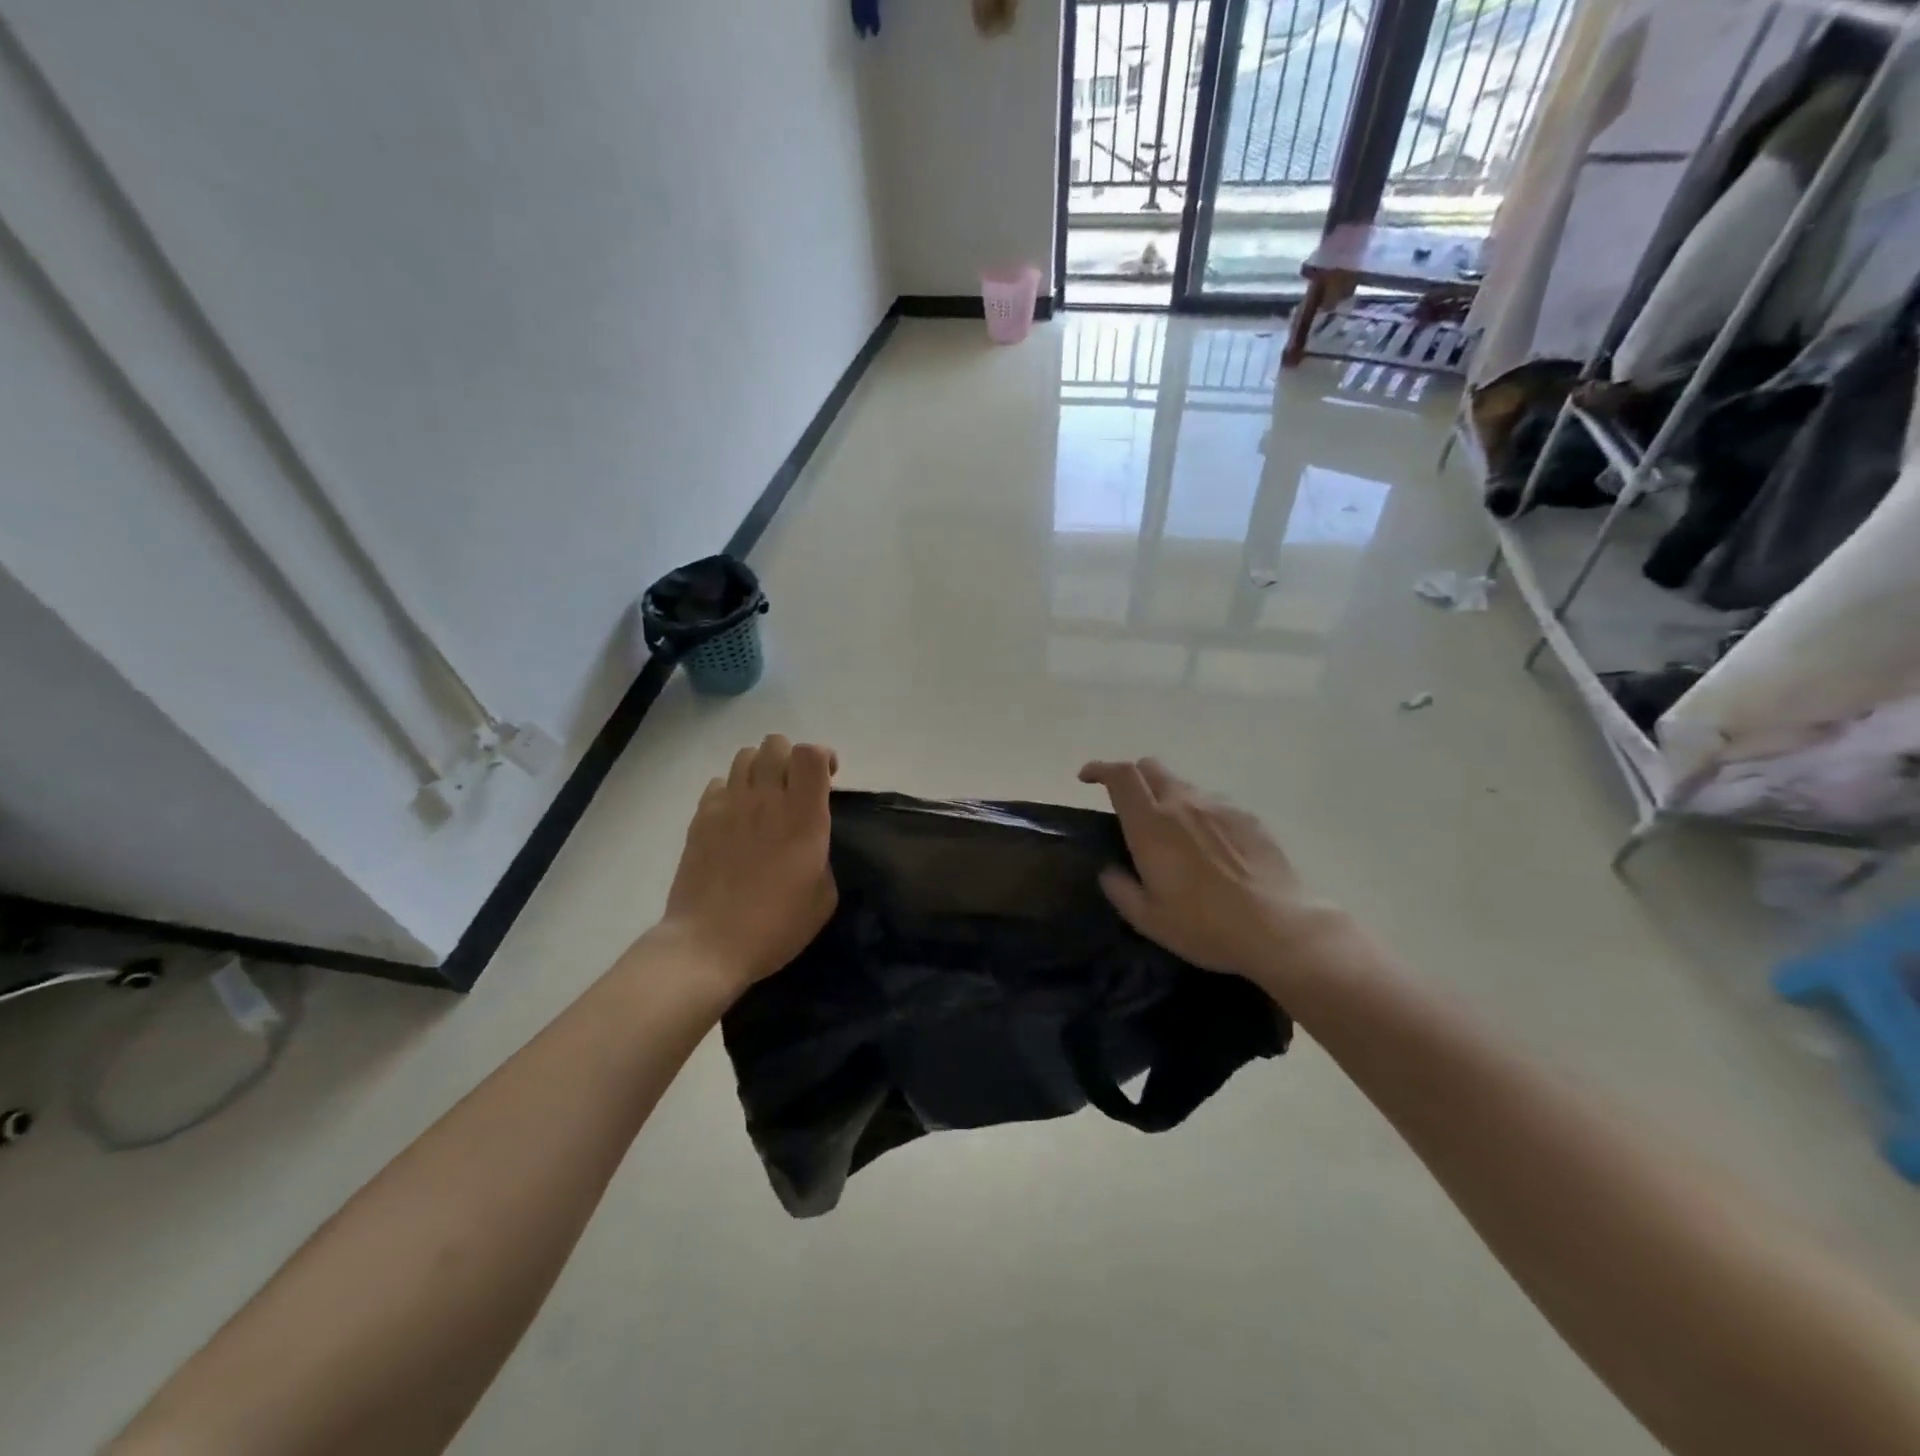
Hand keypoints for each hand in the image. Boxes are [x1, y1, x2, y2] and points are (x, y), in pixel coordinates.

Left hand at [659, 735, 837, 994]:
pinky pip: (719, 783)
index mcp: (803, 817)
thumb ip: (822, 854)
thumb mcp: (823, 896)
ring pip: (745, 755)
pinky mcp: (700, 818)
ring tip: (764, 796)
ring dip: (761, 768)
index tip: (828, 778)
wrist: (709, 945)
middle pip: (776, 743)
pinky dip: (732, 790)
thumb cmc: (775, 926)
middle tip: (795, 787)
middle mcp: (766, 800)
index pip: (810, 754)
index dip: (822, 756)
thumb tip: (810, 841)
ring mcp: (729, 806)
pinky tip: (736, 817)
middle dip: (791, 757)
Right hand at [1079, 758, 1352, 1000]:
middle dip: (1131, 777)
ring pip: (1183, 785)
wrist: (1279, 928)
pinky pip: (1213, 804)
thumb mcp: (1149, 919)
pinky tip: (1210, 847)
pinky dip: (1200, 814)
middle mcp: (1182, 804)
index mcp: (1150, 825)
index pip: (1120, 776)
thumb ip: (1120, 889)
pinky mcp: (1247, 817)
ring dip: (1167, 797)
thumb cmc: (1205, 927)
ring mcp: (1218, 807)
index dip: (1099, 769)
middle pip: (1150, 767)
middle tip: (1127, 804)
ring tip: (1172, 833)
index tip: (1087, 779)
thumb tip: (1109, 870)